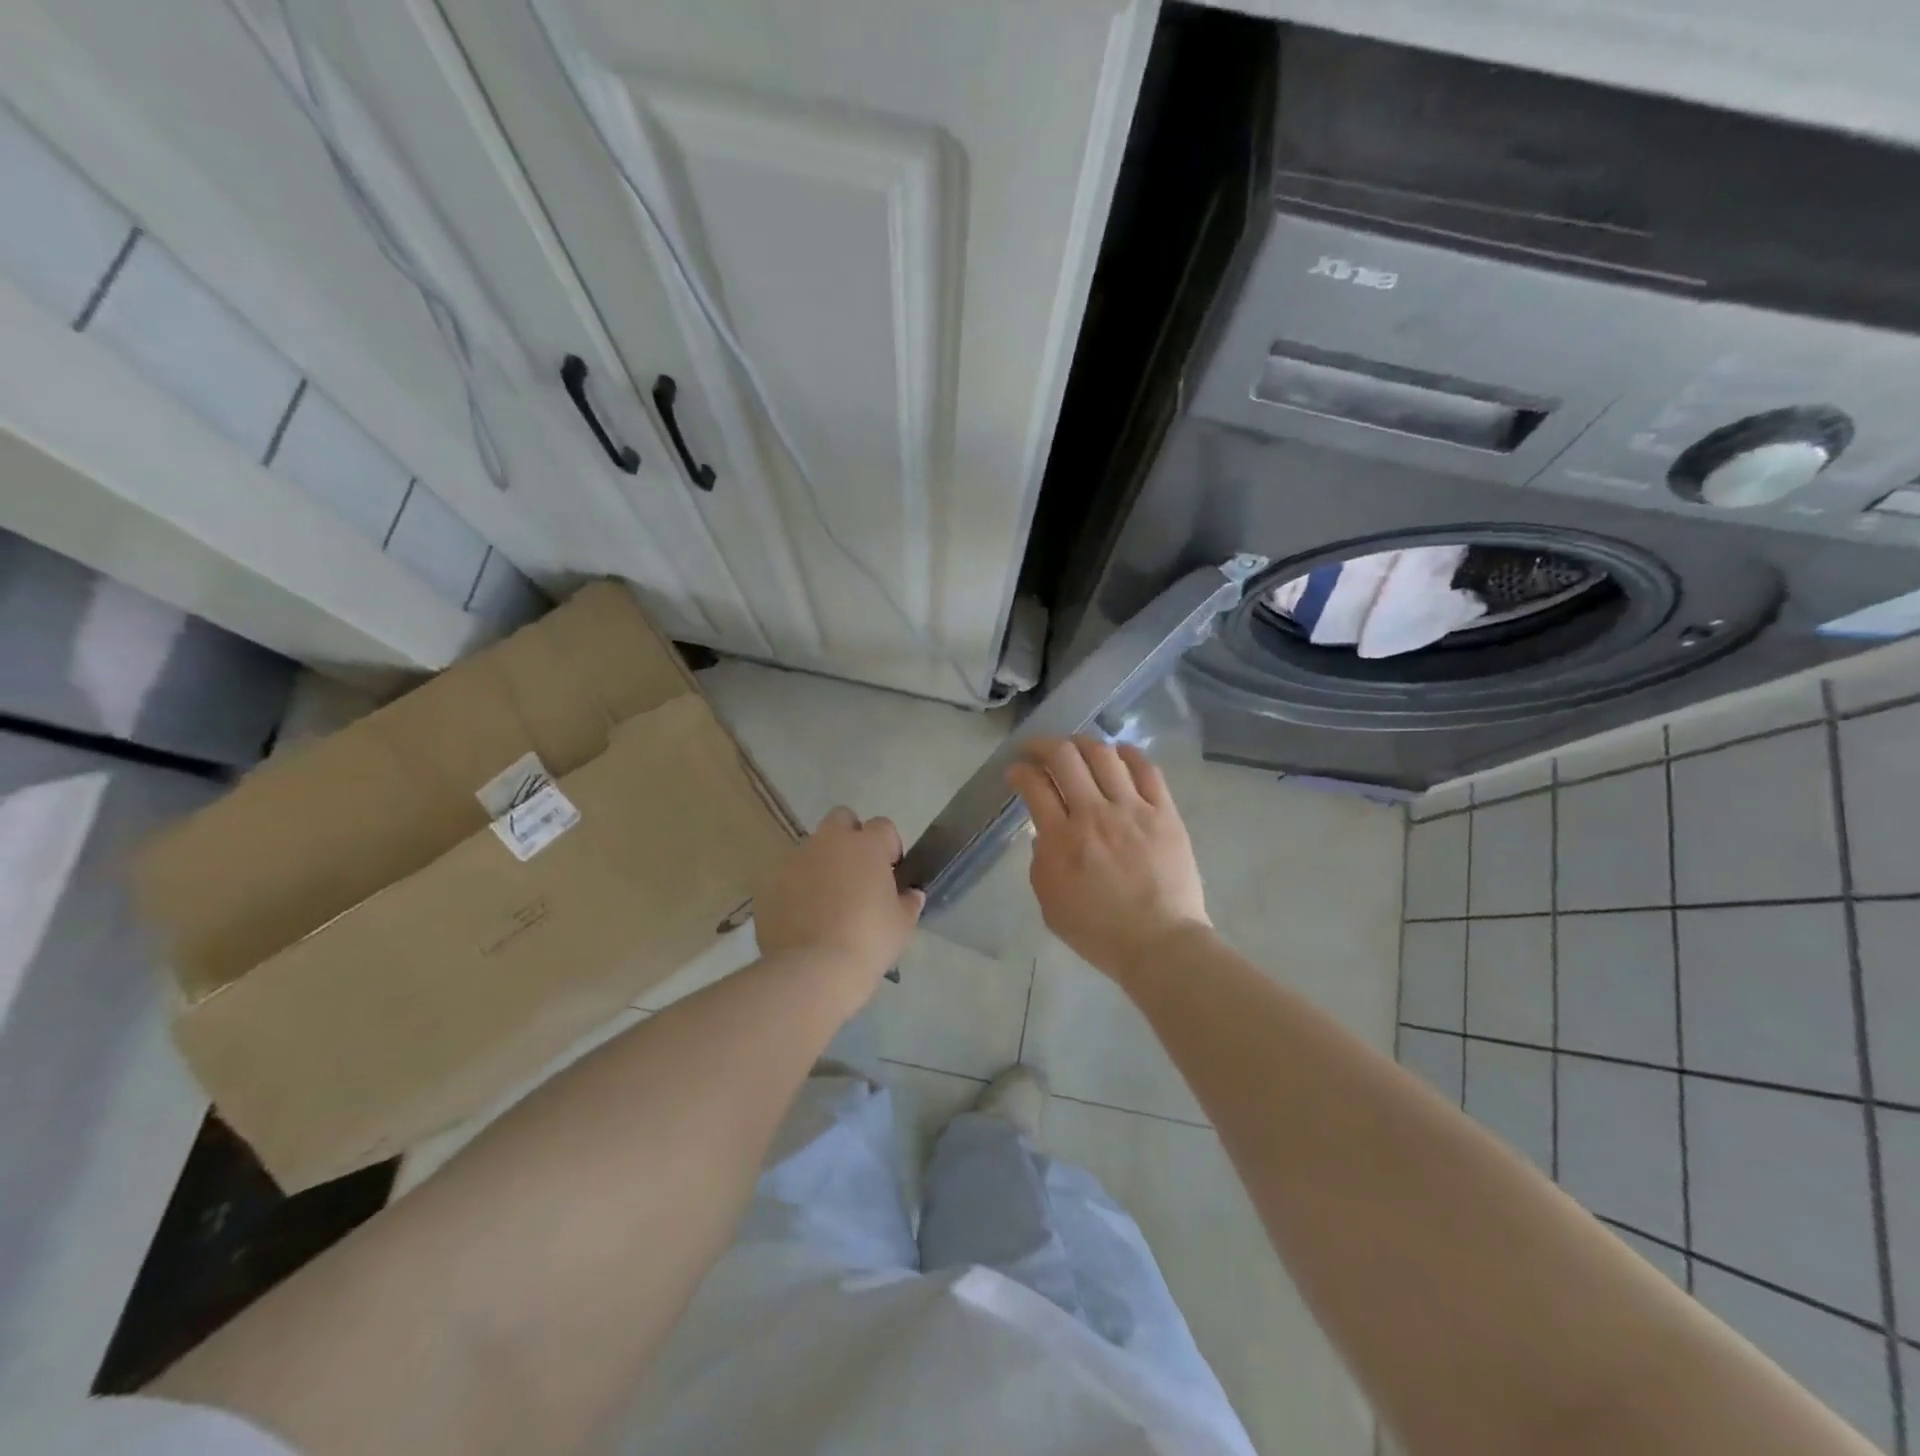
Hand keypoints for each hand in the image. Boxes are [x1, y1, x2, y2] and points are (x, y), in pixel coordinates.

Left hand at [753, 806, 924, 994]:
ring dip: (821, 863)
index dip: (888, 846)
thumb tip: (911, 894)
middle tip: (855, 873)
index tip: (890, 872)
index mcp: (866, 845)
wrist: (814, 969)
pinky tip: (801, 916)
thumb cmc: (869, 941)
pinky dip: (794, 887)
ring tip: (825, 901)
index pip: (882, 826)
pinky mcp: (768, 880)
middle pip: (841, 819)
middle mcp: (829, 841)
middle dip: (850, 837)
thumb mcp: (902, 925)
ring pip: (811, 847)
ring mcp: (794, 858)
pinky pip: (786, 874)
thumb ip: (908, 902)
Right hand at [1007, 736, 1210, 985]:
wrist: (1159, 944)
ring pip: (1104, 755)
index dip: (1019, 771)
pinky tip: (1119, 753)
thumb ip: (1041, 862)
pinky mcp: (1164, 813)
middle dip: (1043, 745)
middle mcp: (1094, 814)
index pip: (1034, 786)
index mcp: (1062, 840)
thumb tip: (1046, 833)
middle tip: (1036, 750)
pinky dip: (1129, 754)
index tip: (1016, 771)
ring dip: (1083, 743)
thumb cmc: (1099, 932)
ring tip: (1075, 748)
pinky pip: (1147, 770)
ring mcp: (1132, 810)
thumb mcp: (1050, 905)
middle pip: (1065, 757)